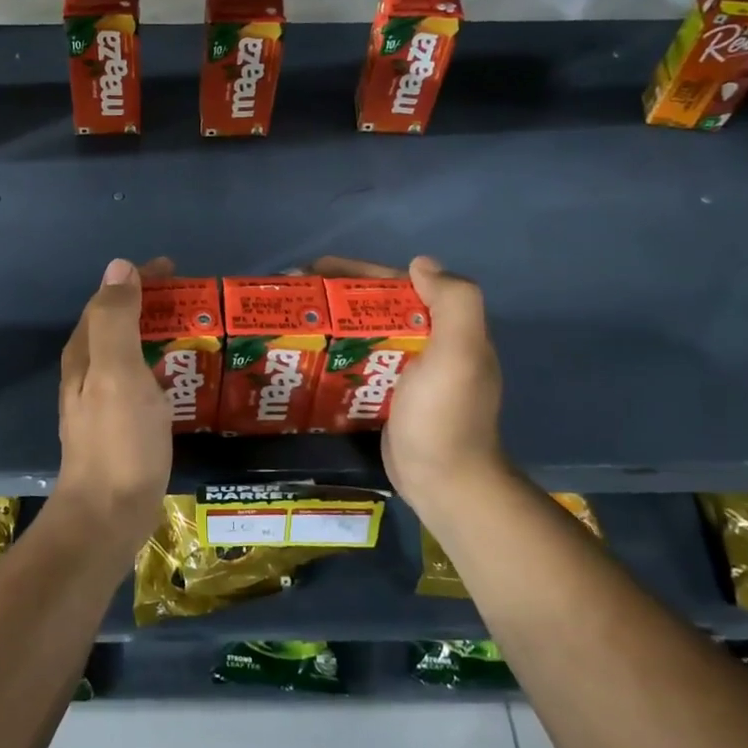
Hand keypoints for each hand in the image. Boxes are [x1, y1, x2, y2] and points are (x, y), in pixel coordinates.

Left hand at [53, 257, 173, 550]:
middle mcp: (87, 372)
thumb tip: (118, 267)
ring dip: (159, 334)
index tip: (176, 271)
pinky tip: (184, 377)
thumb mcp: (117, 372)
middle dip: (152, 305)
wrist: (108, 514)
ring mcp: (102, 401)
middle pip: (118, 324)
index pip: (108, 300)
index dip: (138, 280)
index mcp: (85, 353)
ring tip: (196, 331)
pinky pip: (141, 379)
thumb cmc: (118, 440)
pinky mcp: (120, 425)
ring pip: (130, 352)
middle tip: (194, 301)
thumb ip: (115, 319)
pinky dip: (162, 365)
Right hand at [310, 255, 508, 527]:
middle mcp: (428, 344)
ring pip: (363, 336)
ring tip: (288, 323)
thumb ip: (453, 301)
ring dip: (330, 325)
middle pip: (374, 308)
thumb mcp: (459, 353)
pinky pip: (356, 366)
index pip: (395, 285)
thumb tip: (419, 263)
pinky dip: (333, 356)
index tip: (313, 270)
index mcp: (445, 328)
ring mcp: (406, 374)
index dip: (355, 272)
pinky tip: (303, 358)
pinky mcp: (386, 398)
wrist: (446, 484)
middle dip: (334, 297)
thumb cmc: (444, 416)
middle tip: (290, 298)